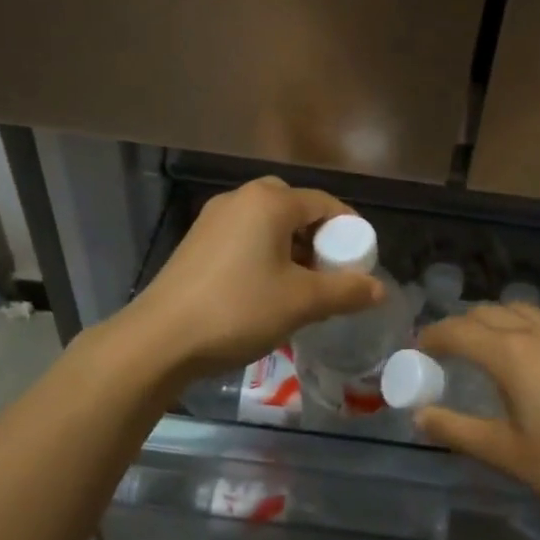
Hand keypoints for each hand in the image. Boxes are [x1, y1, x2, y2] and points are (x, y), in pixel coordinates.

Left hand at [125, 177, 384, 380]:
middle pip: (294, 207)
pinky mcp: (196, 242)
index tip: (361, 261)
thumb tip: (380, 288)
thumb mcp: (302, 303)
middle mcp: (240, 199)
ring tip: (300, 285)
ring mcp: (213, 219)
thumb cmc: (239, 310)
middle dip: (317, 236)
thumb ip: (346, 291)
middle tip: (328, 270)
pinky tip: (264, 289)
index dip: (349, 230)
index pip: (325, 203)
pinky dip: (264, 253)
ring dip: (290, 246)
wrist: (160, 340)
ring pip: (267, 223)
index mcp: (270, 201)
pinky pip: (244, 237)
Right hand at [416, 304, 539, 525]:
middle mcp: (538, 333)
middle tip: (447, 352)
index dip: (432, 337)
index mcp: (512, 355)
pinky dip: (524, 329)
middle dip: (461, 326)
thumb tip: (419, 415)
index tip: (417, 350)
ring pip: (520, 310)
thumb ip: (458, 430)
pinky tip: (532, 361)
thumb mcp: (507, 454)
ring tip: (487, 349)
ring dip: (494, 321)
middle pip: (488, 313)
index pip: (458, 331)